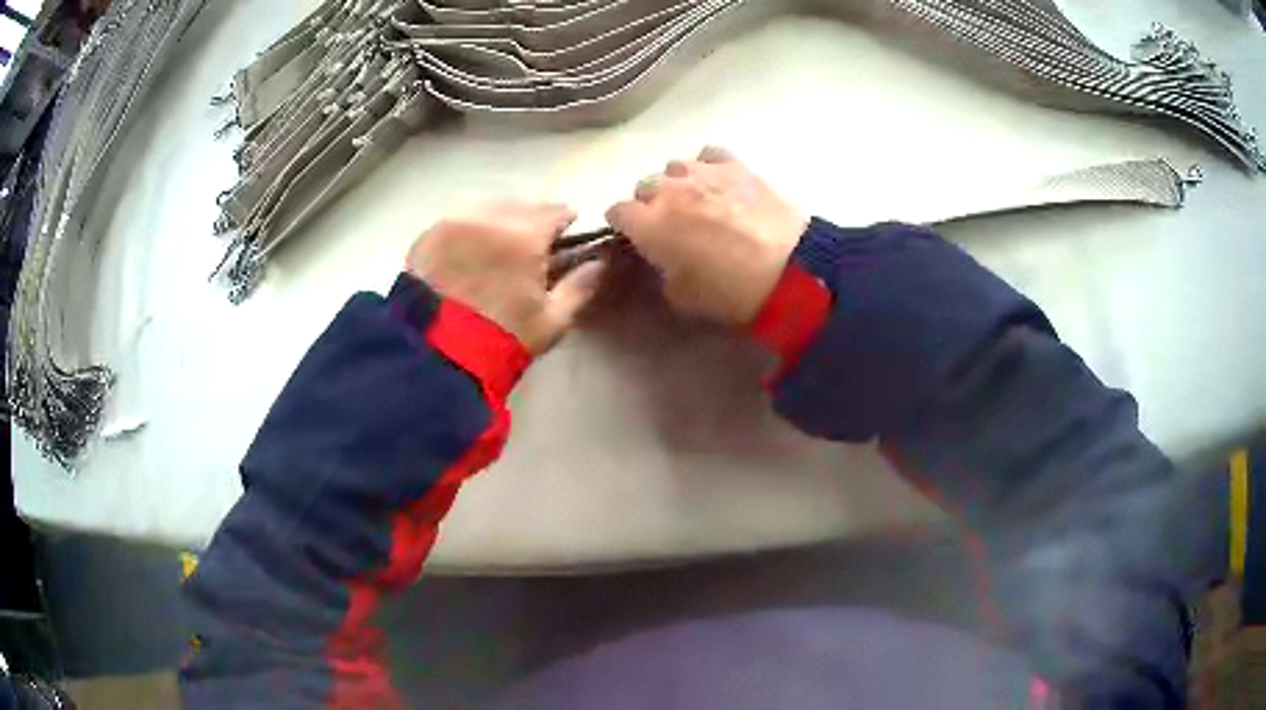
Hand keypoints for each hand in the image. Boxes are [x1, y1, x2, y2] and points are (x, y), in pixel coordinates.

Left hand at [406, 203, 604, 353]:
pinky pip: (456, 223)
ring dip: (496, 224)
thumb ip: (580, 286)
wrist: (438, 354)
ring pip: (486, 211)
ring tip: (493, 253)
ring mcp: (454, 223)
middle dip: (528, 223)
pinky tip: (464, 258)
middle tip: (526, 251)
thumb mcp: (553, 319)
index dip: (563, 224)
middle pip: (520, 207)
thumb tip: (601, 263)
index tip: (562, 238)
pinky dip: (466, 233)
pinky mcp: (427, 235)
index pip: (555, 211)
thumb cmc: (504, 337)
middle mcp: (490, 217)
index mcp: (526, 234)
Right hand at [605, 146, 807, 325]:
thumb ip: (661, 271)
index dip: (623, 225)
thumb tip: (663, 259)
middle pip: (644, 185)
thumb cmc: (729, 291)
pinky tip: (719, 180)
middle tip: (669, 222)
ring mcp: (703, 172)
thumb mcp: (682, 297)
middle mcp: (668, 190)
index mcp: (648, 223)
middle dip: (650, 203)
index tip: (634, 237)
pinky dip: (708, 166)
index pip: (616, 212)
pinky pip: (709, 155)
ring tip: (695, 198)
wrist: (788, 270)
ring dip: (678, 182)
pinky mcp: (735, 165)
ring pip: (675, 166)